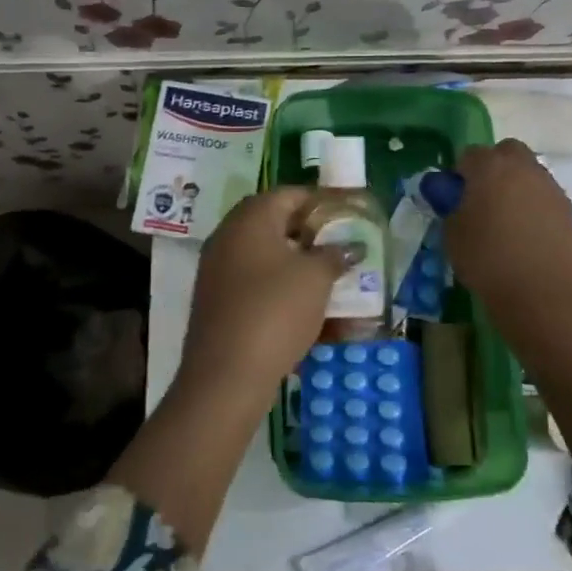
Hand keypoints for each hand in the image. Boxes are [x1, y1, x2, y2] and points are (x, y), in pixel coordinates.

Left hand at [179, 188, 351, 404]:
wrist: (226, 375)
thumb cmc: (275, 310)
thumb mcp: (316, 278)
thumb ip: (336, 255)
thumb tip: (352, 246)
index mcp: (250, 219)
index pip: (289, 194)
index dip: (321, 202)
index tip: (348, 216)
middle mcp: (229, 238)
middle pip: (276, 227)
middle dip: (313, 238)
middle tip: (343, 250)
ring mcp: (219, 272)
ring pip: (268, 262)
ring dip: (301, 270)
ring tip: (335, 284)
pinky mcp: (219, 305)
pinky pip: (258, 290)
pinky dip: (285, 296)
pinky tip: (314, 317)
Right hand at [445, 140, 571, 324]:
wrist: (545, 297)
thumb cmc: (489, 262)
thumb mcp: (453, 235)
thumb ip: (449, 206)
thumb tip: (451, 195)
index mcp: (491, 168)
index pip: (469, 154)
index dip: (459, 173)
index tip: (455, 197)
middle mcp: (524, 169)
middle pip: (506, 152)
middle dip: (493, 167)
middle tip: (482, 198)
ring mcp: (551, 188)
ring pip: (529, 173)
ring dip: (515, 185)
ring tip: (506, 220)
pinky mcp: (569, 210)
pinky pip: (545, 196)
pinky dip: (534, 206)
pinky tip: (526, 235)